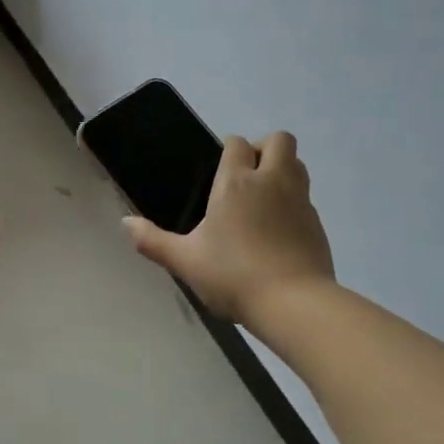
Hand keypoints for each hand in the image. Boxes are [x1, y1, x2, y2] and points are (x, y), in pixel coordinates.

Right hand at [124, 133, 334, 325]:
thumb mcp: (185, 261)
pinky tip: (278, 232)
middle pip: (280, 140)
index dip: (230, 150)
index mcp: (236, 183)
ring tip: (263, 199)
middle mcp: (272, 181)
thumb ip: (153, 241)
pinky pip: (306, 198)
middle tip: (247, 176)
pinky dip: (293, 204)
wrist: (293, 303)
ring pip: (298, 164)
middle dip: (264, 148)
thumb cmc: (233, 276)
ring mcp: (300, 201)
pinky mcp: (317, 224)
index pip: (237, 143)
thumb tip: (125, 223)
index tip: (220, 171)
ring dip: (283, 170)